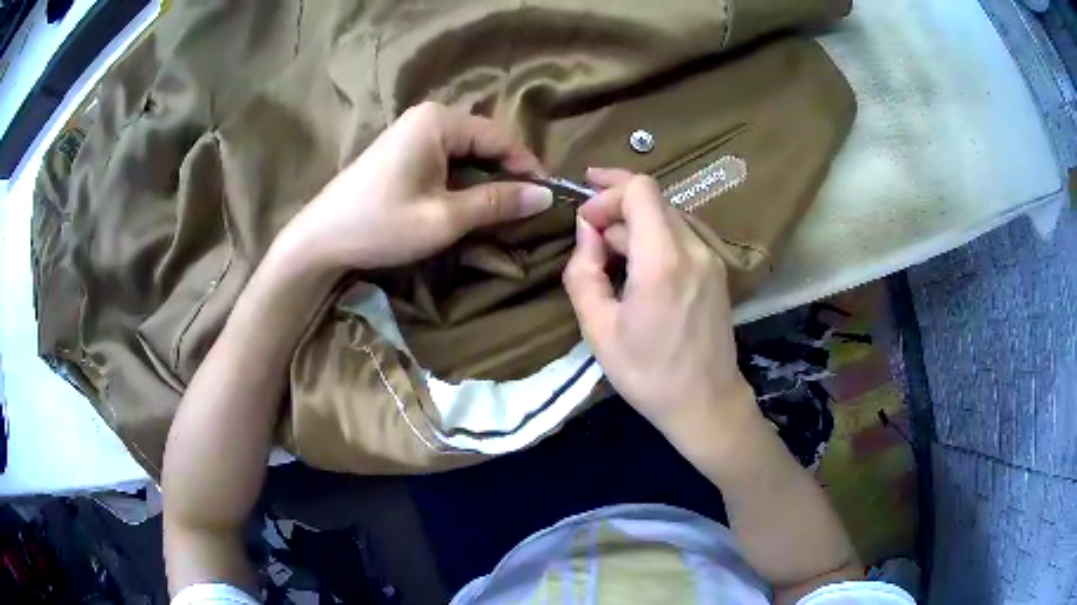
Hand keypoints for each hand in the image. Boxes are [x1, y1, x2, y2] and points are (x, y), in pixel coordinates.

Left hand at [279, 102, 552, 271]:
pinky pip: (446, 157)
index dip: (527, 167)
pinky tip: (467, 201)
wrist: (320, 239)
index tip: (547, 197)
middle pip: (483, 141)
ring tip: (500, 209)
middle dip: (506, 173)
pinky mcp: (402, 149)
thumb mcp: (445, 217)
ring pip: (466, 151)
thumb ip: (497, 202)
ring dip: (485, 178)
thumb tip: (546, 195)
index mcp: (439, 121)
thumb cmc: (381, 225)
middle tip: (524, 207)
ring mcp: (412, 131)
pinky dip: (462, 179)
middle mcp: (428, 116)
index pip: (500, 137)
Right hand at [563, 168, 759, 443]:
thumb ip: (583, 271)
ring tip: (610, 254)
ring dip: (634, 222)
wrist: (706, 402)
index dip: (606, 193)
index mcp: (662, 260)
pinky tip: (638, 266)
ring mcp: (710, 257)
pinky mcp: (717, 269)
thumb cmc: (647, 373)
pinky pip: (681, 235)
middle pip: (653, 197)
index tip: (584, 222)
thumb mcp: (598, 328)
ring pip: (667, 215)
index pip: (640, 189)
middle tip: (589, 235)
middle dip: (615, 206)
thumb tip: (587, 232)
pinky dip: (654, 237)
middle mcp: (693, 248)